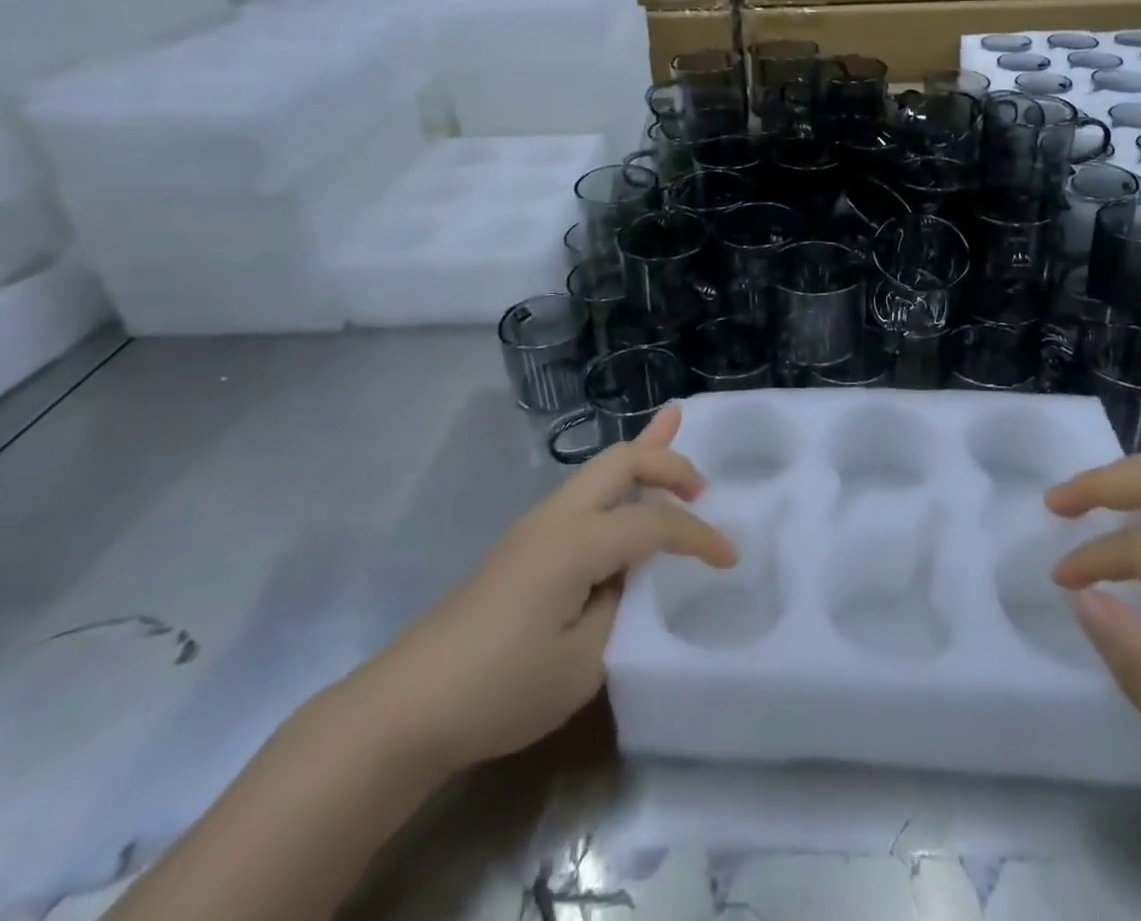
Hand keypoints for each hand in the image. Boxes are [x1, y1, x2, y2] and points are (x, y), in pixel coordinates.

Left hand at [355, 406, 735, 770]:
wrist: (409, 705)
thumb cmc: (500, 689)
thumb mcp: (581, 664)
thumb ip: (619, 607)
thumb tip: (627, 575)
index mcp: (576, 542)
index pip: (654, 525)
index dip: (698, 537)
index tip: (731, 558)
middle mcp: (557, 517)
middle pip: (621, 461)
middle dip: (669, 461)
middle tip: (706, 486)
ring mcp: (536, 525)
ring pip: (599, 469)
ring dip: (641, 457)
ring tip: (674, 435)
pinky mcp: (525, 543)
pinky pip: (583, 493)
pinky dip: (617, 481)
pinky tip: (626, 489)